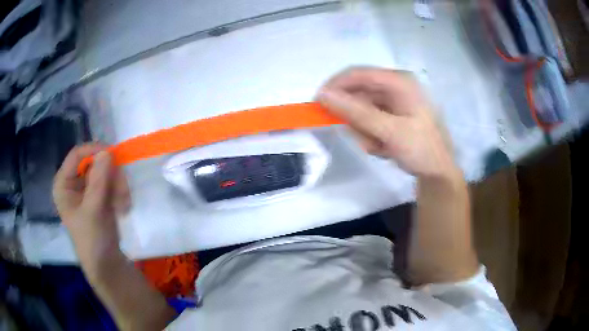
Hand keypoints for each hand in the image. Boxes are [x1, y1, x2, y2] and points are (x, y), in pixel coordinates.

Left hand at [53, 144, 130, 277]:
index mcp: (63, 184)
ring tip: (123, 205)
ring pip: (105, 172)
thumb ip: (98, 181)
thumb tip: (107, 151)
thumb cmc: (93, 240)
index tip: (113, 154)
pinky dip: (119, 192)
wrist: (107, 265)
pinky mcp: (99, 197)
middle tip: (122, 190)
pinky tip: (122, 207)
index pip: (76, 155)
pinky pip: (111, 183)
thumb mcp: (93, 211)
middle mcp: (74, 183)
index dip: (93, 150)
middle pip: (94, 163)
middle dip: (110, 175)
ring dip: (118, 185)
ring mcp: (87, 190)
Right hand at [317, 67, 457, 178]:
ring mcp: (395, 101)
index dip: (335, 87)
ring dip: (365, 132)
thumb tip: (323, 95)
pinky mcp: (393, 115)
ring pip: (362, 111)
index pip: (358, 74)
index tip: (318, 104)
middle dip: (357, 120)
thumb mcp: (390, 131)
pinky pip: (370, 122)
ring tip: (380, 147)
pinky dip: (372, 137)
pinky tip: (384, 148)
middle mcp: (396, 86)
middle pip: (359, 94)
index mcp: (399, 81)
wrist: (439, 174)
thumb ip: (356, 113)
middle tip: (364, 139)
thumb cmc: (421, 149)